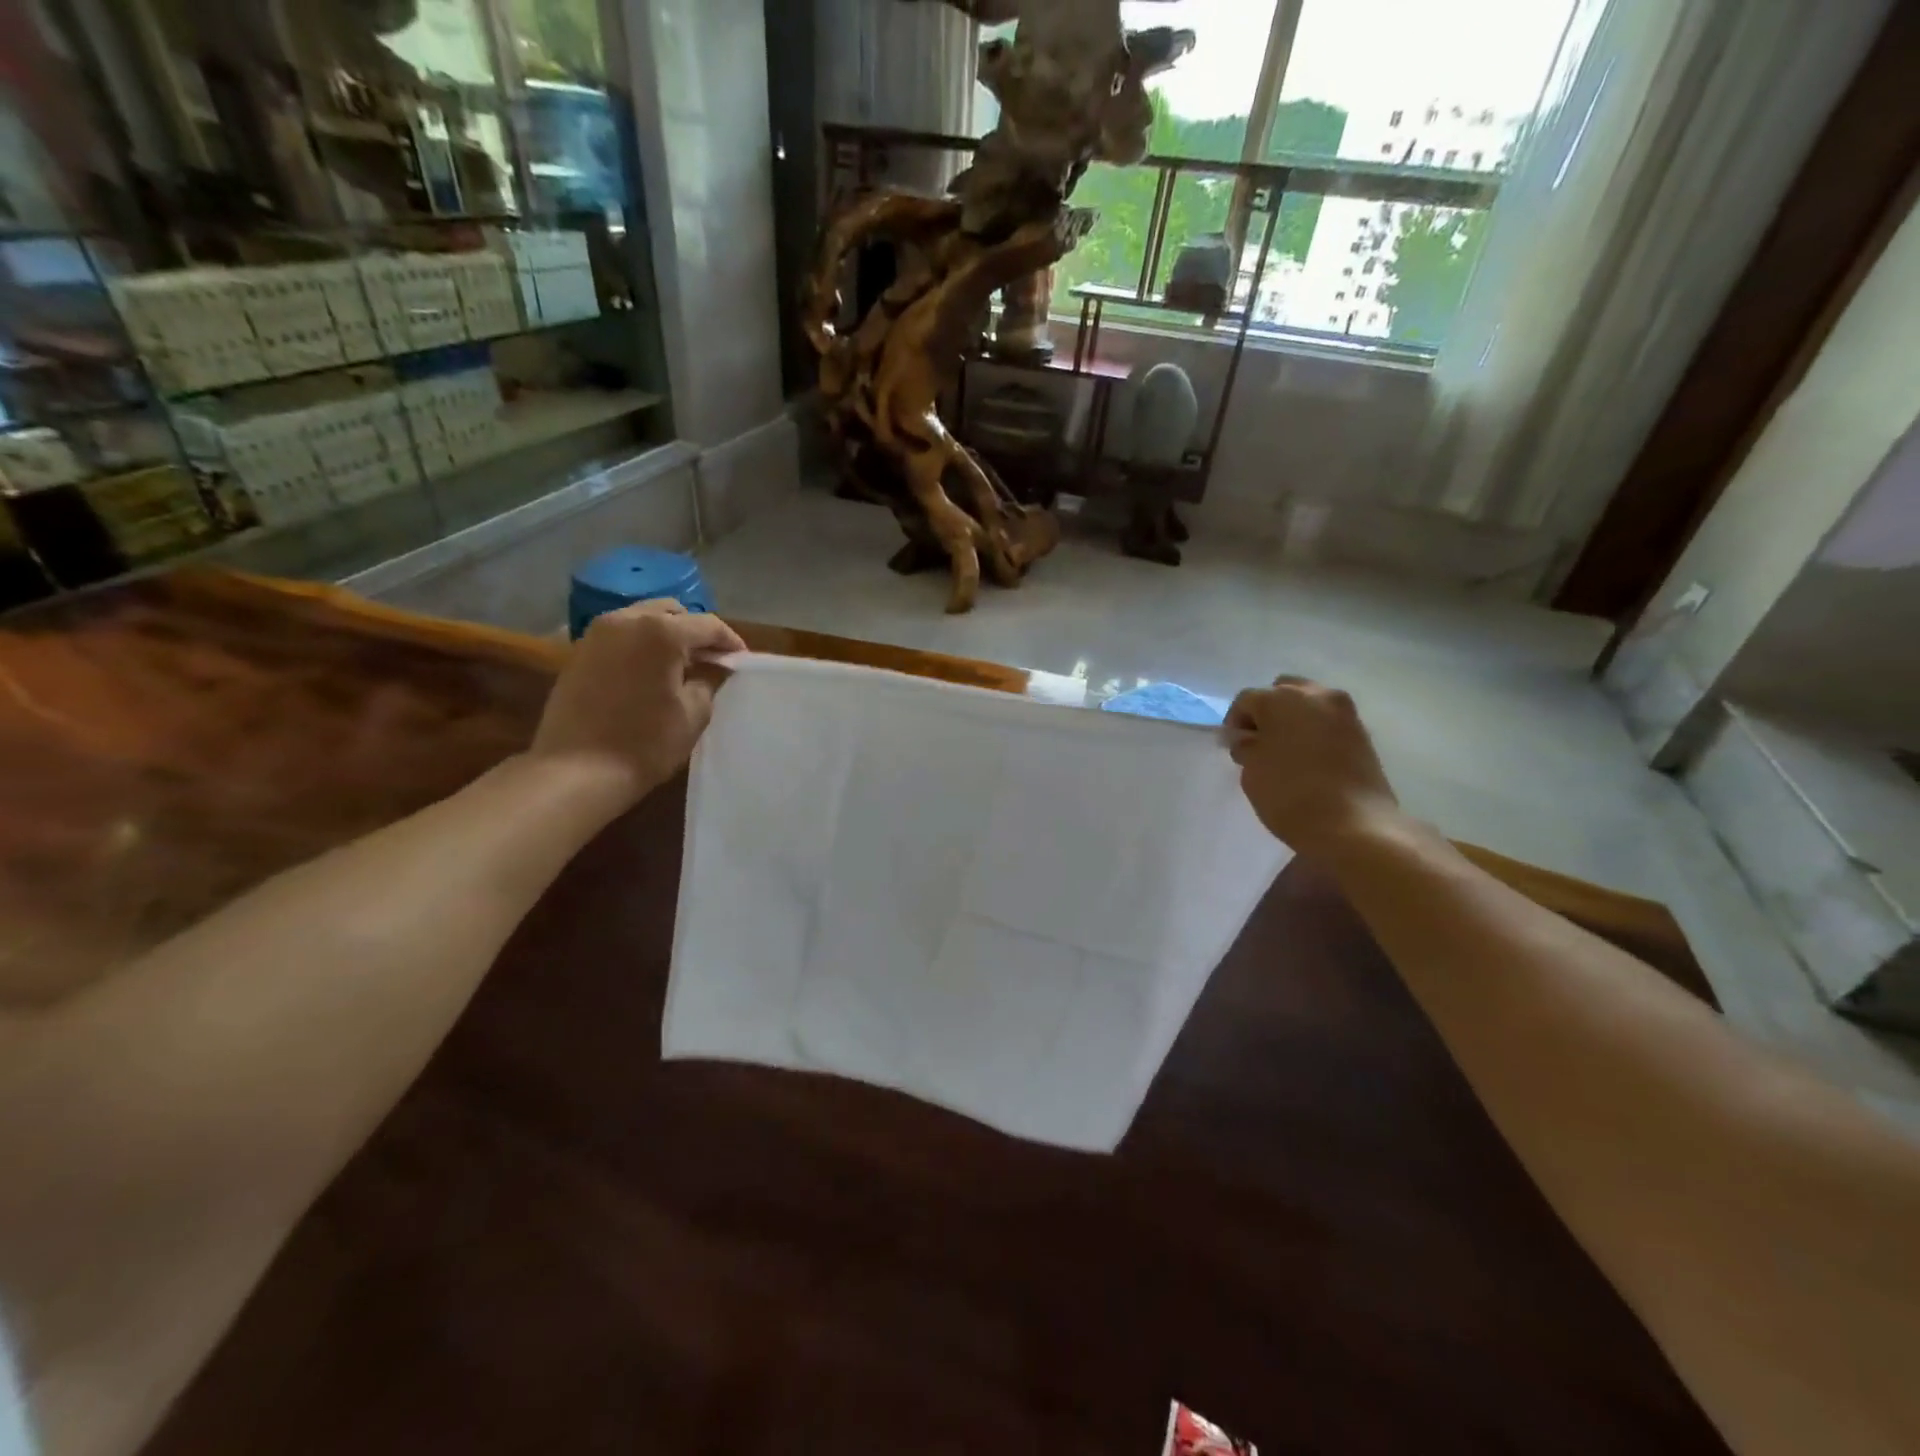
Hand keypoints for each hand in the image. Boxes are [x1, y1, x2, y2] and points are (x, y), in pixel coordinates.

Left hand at [528, 600, 746, 805]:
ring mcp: (597, 634)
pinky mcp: (579, 652)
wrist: (576, 771)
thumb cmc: (645, 743)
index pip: (707, 625)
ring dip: (666, 635)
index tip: (741, 660)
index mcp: (661, 632)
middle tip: (711, 660)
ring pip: (643, 619)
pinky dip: (641, 645)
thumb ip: (709, 680)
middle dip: (695, 632)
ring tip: (681, 666)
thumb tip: (714, 668)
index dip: (730, 641)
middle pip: (672, 612)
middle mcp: (626, 620)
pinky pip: (620, 636)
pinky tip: (650, 673)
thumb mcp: (694, 713)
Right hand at [1226, 677, 1400, 856]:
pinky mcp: (1362, 733)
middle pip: (1282, 692)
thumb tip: (1246, 739)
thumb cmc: (1290, 793)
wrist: (1354, 825)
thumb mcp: (1252, 770)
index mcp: (1281, 698)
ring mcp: (1344, 712)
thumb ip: (1246, 746)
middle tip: (1259, 742)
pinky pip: (1328, 721)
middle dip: (1267, 712)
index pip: (1247, 700)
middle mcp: (1315, 694)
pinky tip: (1308, 758)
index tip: (1233, 748)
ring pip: (1309, 703)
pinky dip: (1315, 732)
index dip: (1234, 722)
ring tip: (1285, 751)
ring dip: (1293, 720)